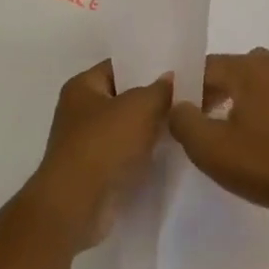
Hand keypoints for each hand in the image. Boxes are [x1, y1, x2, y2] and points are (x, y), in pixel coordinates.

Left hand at [27, 61, 171, 250]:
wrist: (78, 203)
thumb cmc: (104, 144)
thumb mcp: (140, 107)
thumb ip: (160, 89)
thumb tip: (171, 78)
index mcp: (82, 87)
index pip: (119, 66)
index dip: (148, 64)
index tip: (180, 68)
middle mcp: (81, 111)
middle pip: (125, 96)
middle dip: (155, 96)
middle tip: (190, 94)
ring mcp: (88, 142)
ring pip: (128, 125)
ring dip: (152, 126)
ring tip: (186, 120)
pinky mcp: (98, 169)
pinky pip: (128, 151)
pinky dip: (146, 150)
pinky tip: (171, 148)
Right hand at [167, 49, 268, 226]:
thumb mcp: (211, 149)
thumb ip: (184, 121)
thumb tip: (178, 105)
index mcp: (251, 67)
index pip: (205, 67)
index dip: (184, 90)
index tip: (176, 117)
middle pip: (230, 71)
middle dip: (209, 94)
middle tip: (196, 126)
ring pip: (254, 83)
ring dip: (235, 101)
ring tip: (224, 134)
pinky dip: (258, 109)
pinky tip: (256, 139)